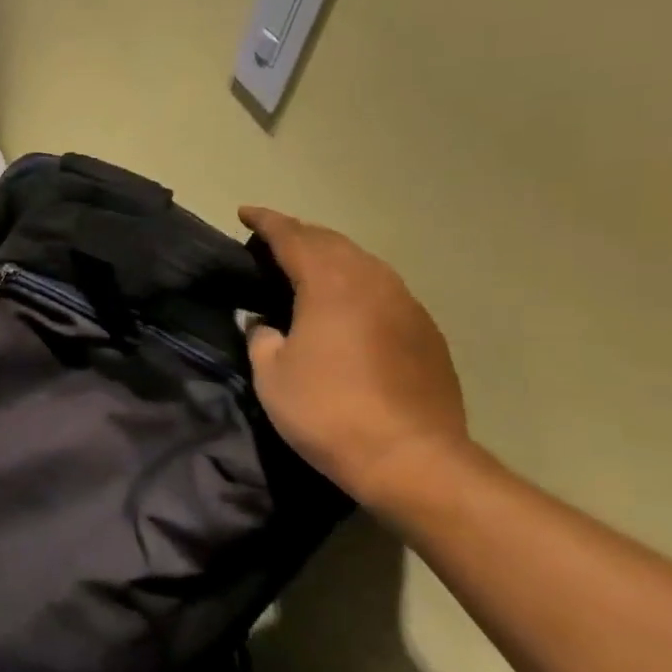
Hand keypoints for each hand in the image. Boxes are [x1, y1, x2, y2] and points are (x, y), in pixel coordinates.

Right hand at [239, 207, 472, 512]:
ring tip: (306, 268)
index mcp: (330, 284)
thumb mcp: (271, 374)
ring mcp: (407, 305)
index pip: (292, 237)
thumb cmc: (327, 411)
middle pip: (332, 242)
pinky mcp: (426, 333)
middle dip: (300, 235)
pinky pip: (384, 291)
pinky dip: (357, 285)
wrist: (412, 459)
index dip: (266, 222)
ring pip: (363, 263)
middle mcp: (373, 282)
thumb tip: (266, 325)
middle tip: (272, 239)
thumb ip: (262, 337)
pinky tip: (346, 307)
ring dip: (331, 258)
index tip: (245, 213)